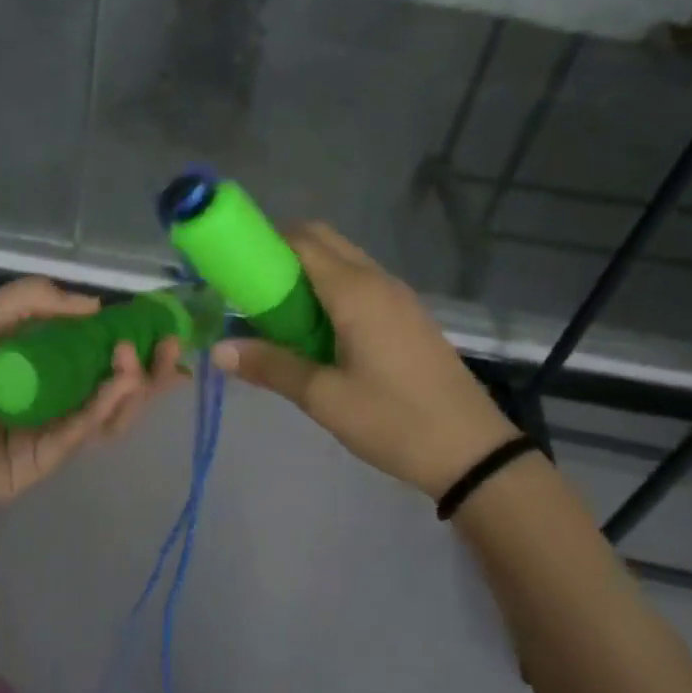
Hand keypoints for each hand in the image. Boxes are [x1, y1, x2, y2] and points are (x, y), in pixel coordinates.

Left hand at [0, 277, 183, 520]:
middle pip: (107, 384)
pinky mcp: (40, 463)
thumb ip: (28, 304)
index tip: (156, 321)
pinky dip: (105, 407)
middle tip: (169, 345)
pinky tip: (120, 382)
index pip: (89, 349)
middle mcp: (44, 397)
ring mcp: (44, 432)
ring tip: (140, 360)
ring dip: (132, 386)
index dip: (126, 336)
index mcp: (29, 363)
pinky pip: (80, 433)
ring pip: (104, 412)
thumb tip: (93, 303)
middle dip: (143, 365)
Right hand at [212, 222, 515, 497]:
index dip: (263, 243)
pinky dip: (330, 290)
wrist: (473, 452)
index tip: (233, 266)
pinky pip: (361, 284)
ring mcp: (398, 297)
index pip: (301, 240)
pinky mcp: (408, 316)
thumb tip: (218, 351)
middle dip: (282, 253)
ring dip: (307, 273)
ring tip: (277, 314)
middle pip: (323, 241)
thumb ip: (270, 367)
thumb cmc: (393, 420)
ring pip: (343, 261)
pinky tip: (316, 331)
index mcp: (355, 291)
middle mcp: (377, 280)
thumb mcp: (324, 398)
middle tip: (251, 291)